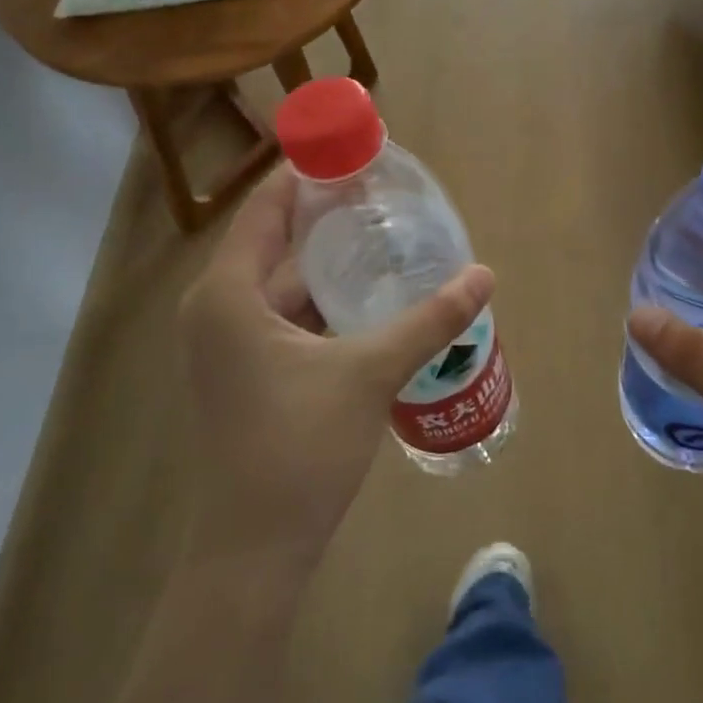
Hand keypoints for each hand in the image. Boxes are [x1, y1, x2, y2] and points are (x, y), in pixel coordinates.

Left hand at [177, 167, 493, 573]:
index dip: (307, 174)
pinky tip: (369, 298)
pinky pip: (284, 317)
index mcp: (228, 294)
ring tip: (386, 237)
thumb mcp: (370, 373)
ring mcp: (228, 345)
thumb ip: (429, 320)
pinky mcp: (245, 373)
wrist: (254, 551)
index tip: (354, 151)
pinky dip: (323, 302)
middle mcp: (218, 309)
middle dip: (328, 217)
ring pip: (284, 284)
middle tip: (386, 195)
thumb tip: (484, 275)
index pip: (266, 207)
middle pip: (276, 241)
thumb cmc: (299, 449)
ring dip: (330, 263)